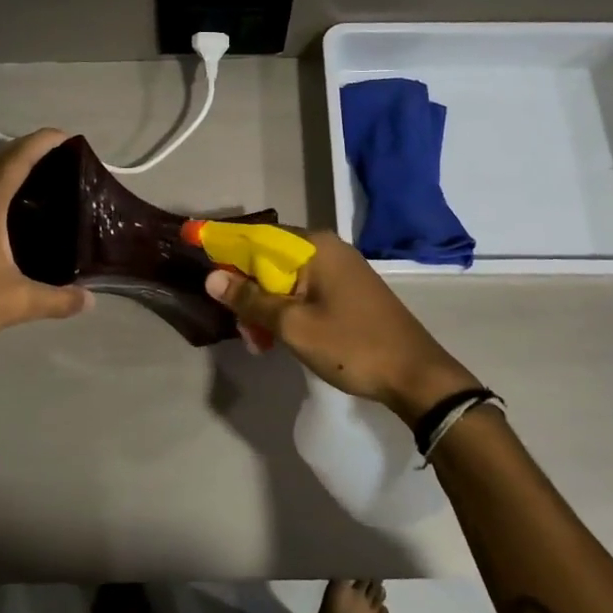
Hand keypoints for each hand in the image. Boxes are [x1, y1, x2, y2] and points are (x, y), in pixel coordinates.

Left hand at [0, 129, 90, 361]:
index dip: (43, 142)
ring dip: (9, 166)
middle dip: (28, 149)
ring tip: (42, 176)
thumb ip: (58, 299)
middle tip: (62, 158)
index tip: (69, 137)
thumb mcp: (19, 301)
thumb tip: (90, 300)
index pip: (18, 158)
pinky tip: (12, 209)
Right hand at [204, 231, 478, 424]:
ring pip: (286, 279)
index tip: (195, 250)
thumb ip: (251, 300)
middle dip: (247, 290)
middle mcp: (328, 249)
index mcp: (315, 247)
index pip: (257, 237)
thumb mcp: (294, 326)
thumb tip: (211, 277)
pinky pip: (305, 292)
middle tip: (240, 329)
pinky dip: (287, 311)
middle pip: (270, 259)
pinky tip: (278, 339)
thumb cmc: (352, 345)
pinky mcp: (349, 292)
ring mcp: (341, 270)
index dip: (224, 244)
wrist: (417, 376)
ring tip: (258, 344)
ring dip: (266, 307)